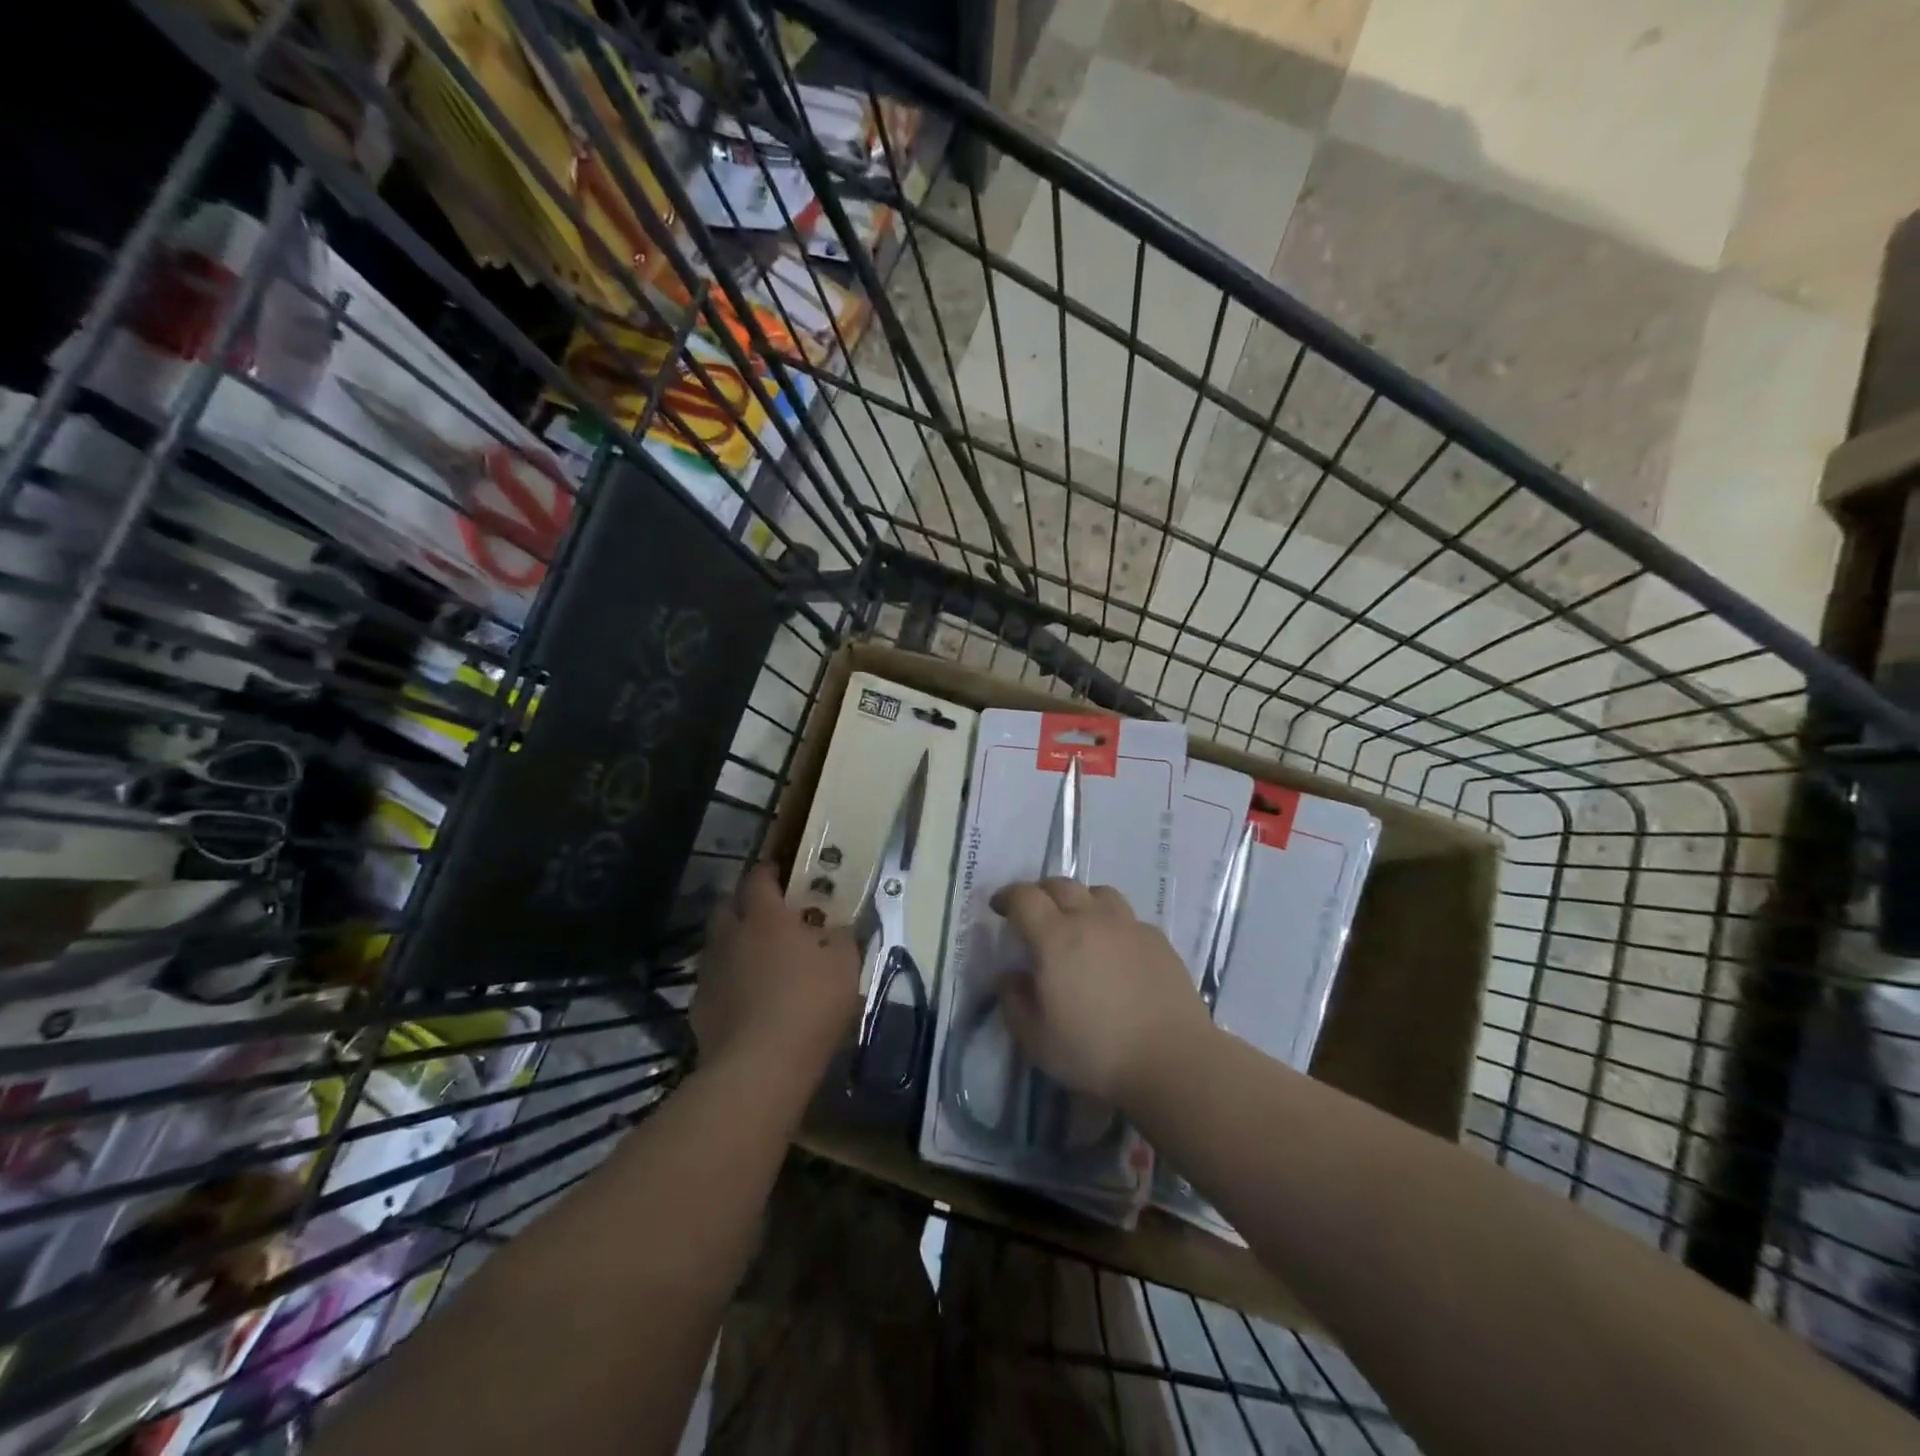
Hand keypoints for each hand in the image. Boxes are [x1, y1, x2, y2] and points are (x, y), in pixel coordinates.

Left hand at [692, 865, 859, 1084]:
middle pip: (726, 906)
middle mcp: (731, 936)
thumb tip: (839, 926)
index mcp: (765, 917)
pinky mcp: (699, 1007)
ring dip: (734, 943)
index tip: (781, 872)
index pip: (758, 878)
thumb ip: (843, 937)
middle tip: (768, 915)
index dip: (769, 871)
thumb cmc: (809, 1005)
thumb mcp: (845, 966)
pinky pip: (713, 981)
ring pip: (717, 944)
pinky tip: (746, 999)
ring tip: (758, 959)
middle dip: (743, 904)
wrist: (759, 1068)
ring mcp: (710, 972)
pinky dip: (728, 982)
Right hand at [990, 878, 1214, 1105]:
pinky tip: (1114, 949)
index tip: (999, 907)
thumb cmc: (1096, 1051)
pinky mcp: (1157, 939)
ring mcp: (1129, 926)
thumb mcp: (1036, 1040)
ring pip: (1098, 893)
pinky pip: (1127, 917)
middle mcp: (1091, 920)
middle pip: (1061, 885)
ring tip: (1077, 922)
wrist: (1172, 1060)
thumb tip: (1011, 976)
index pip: (1024, 898)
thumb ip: (1014, 1002)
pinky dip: (1111, 923)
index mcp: (1056, 938)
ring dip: (1080, 900)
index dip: (1007, 896)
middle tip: (1033, 913)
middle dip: (1040, 892)